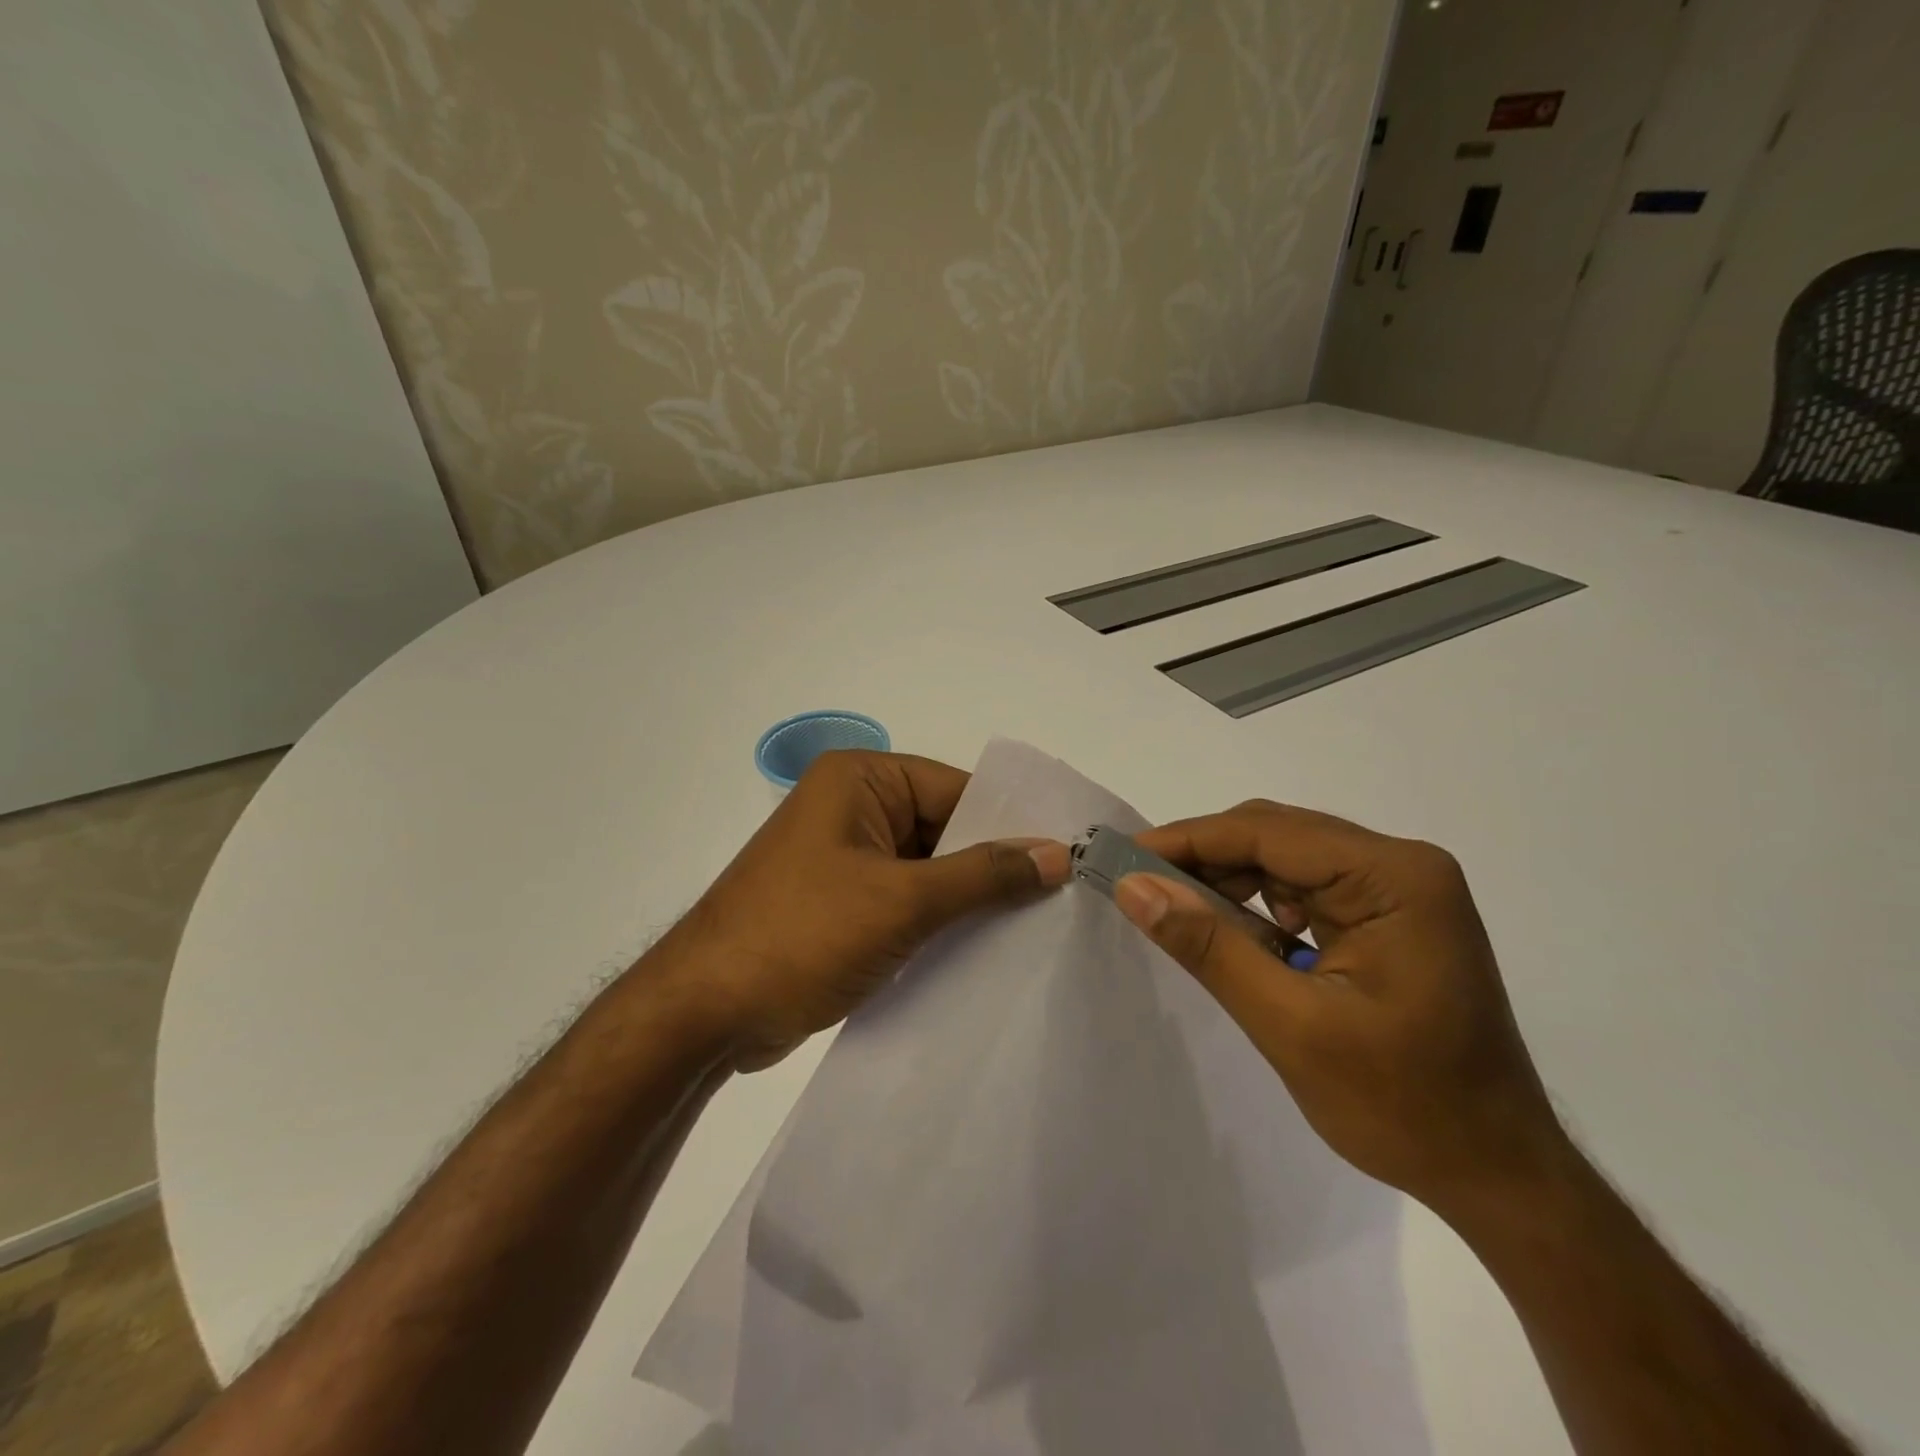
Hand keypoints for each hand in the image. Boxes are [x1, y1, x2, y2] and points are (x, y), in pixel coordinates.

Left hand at [657, 750, 1069, 1069]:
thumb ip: (983, 875)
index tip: (1069, 859)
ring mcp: (845, 858)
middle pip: (944, 829)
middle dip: (993, 867)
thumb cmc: (802, 935)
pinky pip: (906, 901)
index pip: (957, 790)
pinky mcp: (842, 904)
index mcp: (861, 780)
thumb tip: (1057, 853)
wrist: (704, 1014)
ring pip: (928, 870)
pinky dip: (940, 923)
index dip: (1011, 823)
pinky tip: (985, 952)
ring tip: (1037, 931)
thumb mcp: (902, 900)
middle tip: (1063, 901)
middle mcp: (853, 808)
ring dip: (968, 901)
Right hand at [1117, 802, 1567, 1214]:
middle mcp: (1402, 865)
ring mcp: (1400, 889)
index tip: (1122, 856)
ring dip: (1230, 881)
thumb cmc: (1403, 1107)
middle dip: (1205, 859)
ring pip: (1287, 858)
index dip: (1188, 840)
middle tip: (1140, 886)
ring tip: (1180, 913)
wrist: (1497, 1175)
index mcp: (1395, 877)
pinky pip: (1306, 888)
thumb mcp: (1291, 1026)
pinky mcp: (1390, 915)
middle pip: (1279, 835)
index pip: (1269, 832)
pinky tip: (1237, 936)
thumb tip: (1133, 886)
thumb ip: (1209, 947)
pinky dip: (1260, 906)